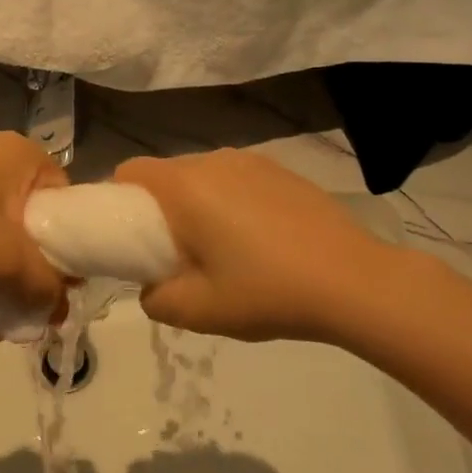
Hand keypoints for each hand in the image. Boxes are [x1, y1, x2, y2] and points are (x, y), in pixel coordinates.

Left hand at [0, 133, 69, 332]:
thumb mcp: (3, 256)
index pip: (69, 207)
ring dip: (6, 280)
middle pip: (36, 226)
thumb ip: (43, 286)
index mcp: (27, 157)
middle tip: (33, 312)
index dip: (72, 252)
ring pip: (2, 237)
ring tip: (7, 323)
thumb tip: (59, 312)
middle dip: (34, 274)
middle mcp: (1, 160)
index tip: (62, 292)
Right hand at [113, 149, 397, 342]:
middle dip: (159, 209)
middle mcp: (214, 161)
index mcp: (185, 186)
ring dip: (197, 206)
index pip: (130, 171)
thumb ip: (156, 299)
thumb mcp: (198, 311)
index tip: (127, 237)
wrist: (354, 281)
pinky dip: (230, 203)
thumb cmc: (267, 292)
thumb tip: (153, 287)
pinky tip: (258, 242)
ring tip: (221, 251)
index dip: (117, 201)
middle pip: (166, 174)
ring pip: (203, 177)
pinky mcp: (282, 172)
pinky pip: (236, 180)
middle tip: (174, 254)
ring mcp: (252, 163)